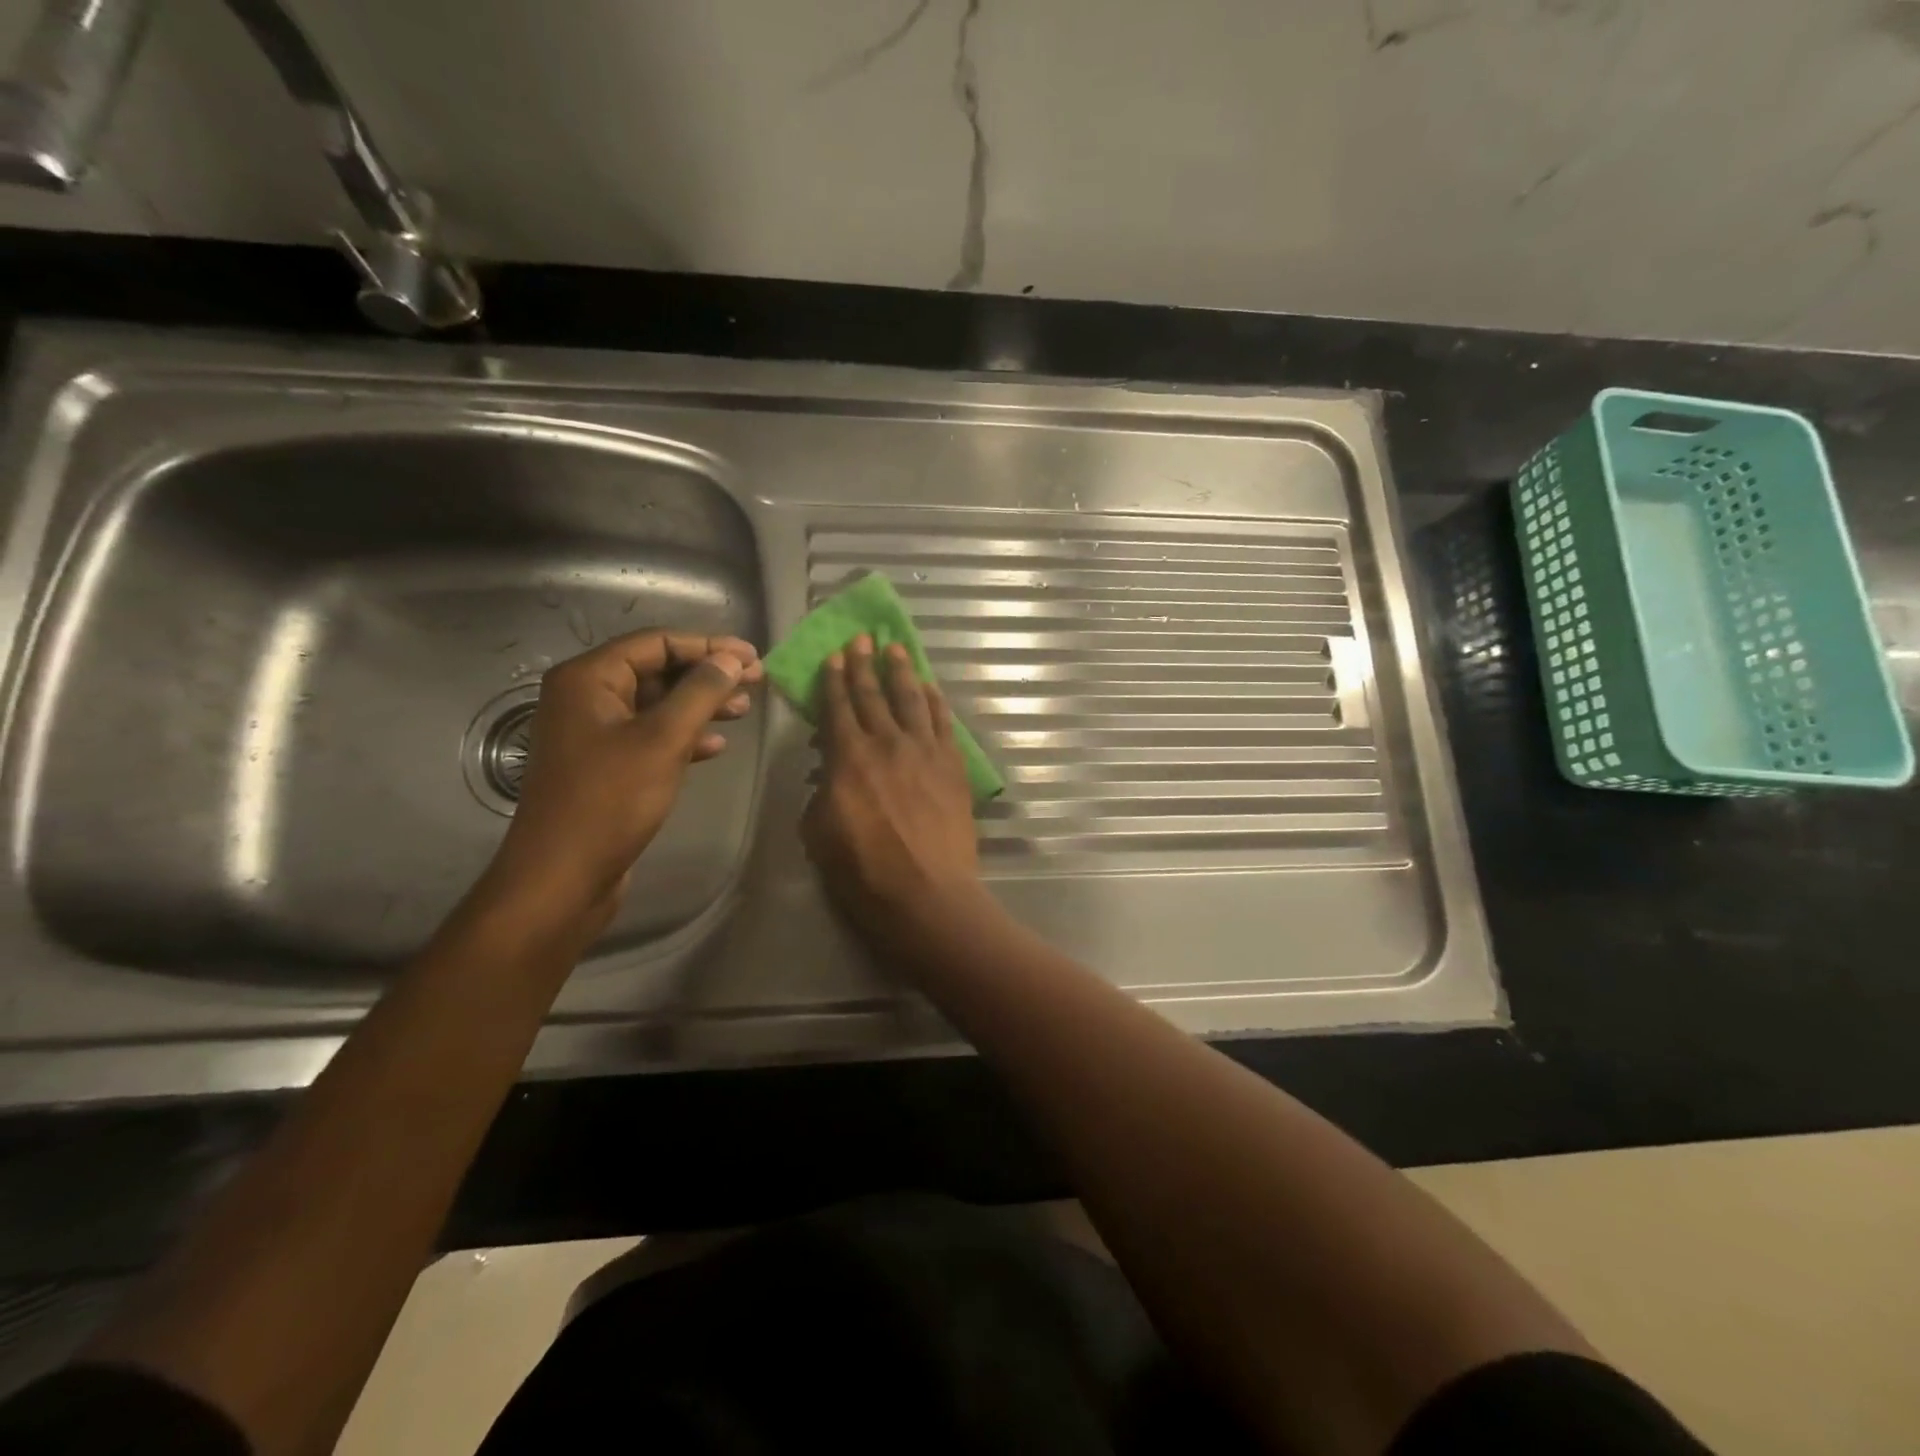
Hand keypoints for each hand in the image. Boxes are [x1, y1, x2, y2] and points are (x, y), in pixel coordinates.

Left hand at [477, 629, 763, 935]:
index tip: (752, 658)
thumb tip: (732, 660)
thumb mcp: (663, 740)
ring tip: (742, 712)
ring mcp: (593, 734)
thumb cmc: (610, 800)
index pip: (656, 643)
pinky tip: (716, 748)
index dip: (709, 646)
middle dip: (707, 675)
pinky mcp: (605, 766)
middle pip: (657, 670)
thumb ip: (700, 693)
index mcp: (588, 679)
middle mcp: (586, 698)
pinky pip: (650, 736)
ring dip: (700, 705)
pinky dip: (684, 737)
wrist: (563, 876)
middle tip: (755, 681)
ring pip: (657, 705)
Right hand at [801, 635, 990, 959]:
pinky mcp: (953, 766)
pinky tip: (930, 687)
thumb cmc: (864, 872)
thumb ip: (821, 793)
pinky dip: (936, 701)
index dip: (834, 680)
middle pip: (874, 694)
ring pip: (912, 700)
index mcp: (849, 759)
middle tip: (862, 637)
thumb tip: (828, 771)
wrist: (928, 894)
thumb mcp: (820, 834)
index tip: (834, 655)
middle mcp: (888, 744)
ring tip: (896, 648)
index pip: (839, 708)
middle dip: (864, 664)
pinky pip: (944, 723)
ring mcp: (926, 752)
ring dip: (902, 672)